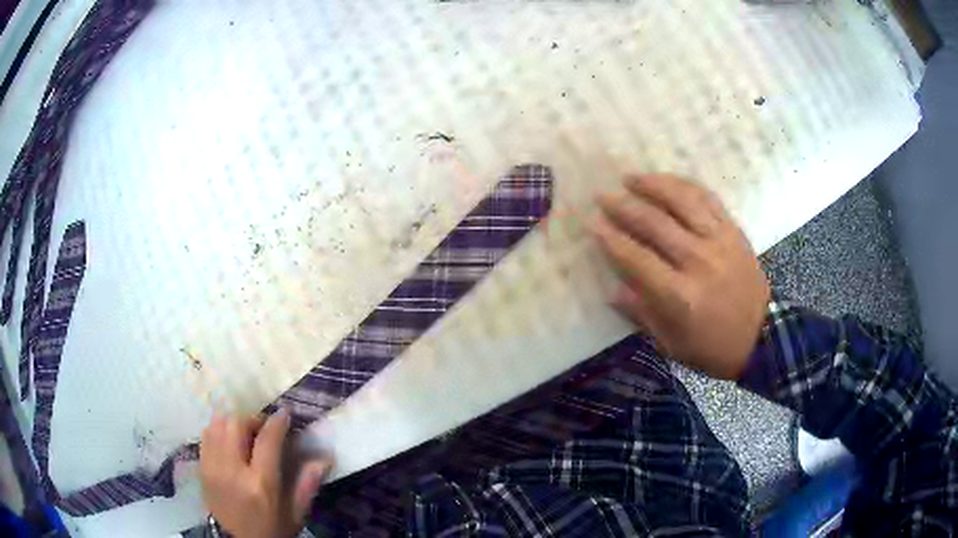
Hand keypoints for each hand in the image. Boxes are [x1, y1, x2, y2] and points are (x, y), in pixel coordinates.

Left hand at [200, 410, 330, 537]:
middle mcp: (233, 471)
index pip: (267, 440)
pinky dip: (218, 430)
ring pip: (218, 425)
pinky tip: (228, 441)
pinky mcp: (201, 469)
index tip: (284, 414)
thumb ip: (307, 485)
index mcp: (261, 484)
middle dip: (252, 420)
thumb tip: (324, 459)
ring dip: (233, 423)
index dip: (277, 422)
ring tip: (244, 434)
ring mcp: (213, 468)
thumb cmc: (271, 529)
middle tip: (263, 429)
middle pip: (237, 425)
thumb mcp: (295, 514)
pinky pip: (206, 435)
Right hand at [592, 174, 769, 379]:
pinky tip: (668, 181)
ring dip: (653, 185)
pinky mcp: (733, 231)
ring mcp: (719, 241)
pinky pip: (707, 199)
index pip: (637, 258)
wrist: (762, 337)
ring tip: (631, 178)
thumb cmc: (713, 348)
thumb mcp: (672, 344)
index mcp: (680, 296)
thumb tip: (613, 290)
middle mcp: (698, 261)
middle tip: (602, 196)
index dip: (611, 239)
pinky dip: (685, 185)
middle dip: (624, 206)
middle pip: (655, 223)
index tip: (592, 224)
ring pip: (682, 201)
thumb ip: (642, 314)